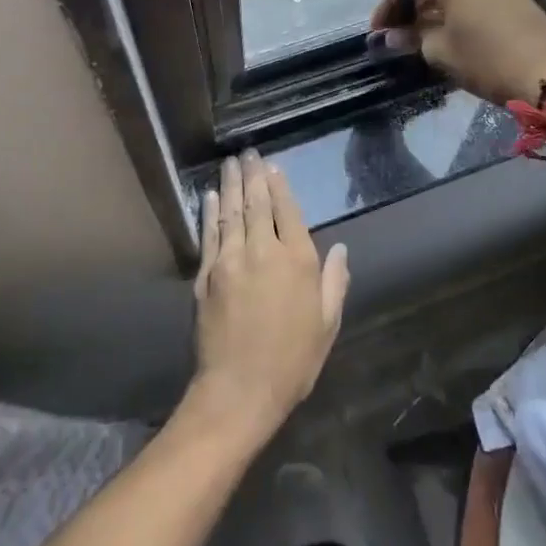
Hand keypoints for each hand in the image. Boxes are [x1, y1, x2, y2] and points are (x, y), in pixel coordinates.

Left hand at [186, 152, 349, 447]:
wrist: (238, 392)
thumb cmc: (292, 361)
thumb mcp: (327, 325)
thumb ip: (334, 282)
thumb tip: (340, 249)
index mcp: (297, 261)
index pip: (288, 211)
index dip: (280, 186)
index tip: (272, 166)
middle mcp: (262, 251)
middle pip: (257, 203)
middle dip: (253, 175)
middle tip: (247, 152)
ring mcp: (230, 261)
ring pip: (230, 212)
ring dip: (230, 185)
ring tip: (230, 163)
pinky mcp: (205, 276)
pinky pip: (209, 234)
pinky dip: (209, 212)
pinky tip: (209, 197)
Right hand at [370, 0, 545, 105]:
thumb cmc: (486, 59)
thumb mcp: (440, 50)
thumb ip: (412, 36)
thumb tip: (392, 36)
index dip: (388, 7)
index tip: (378, 32)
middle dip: (410, 4)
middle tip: (394, 31)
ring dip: (431, 4)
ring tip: (415, 32)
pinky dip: (452, 4)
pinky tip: (442, 26)